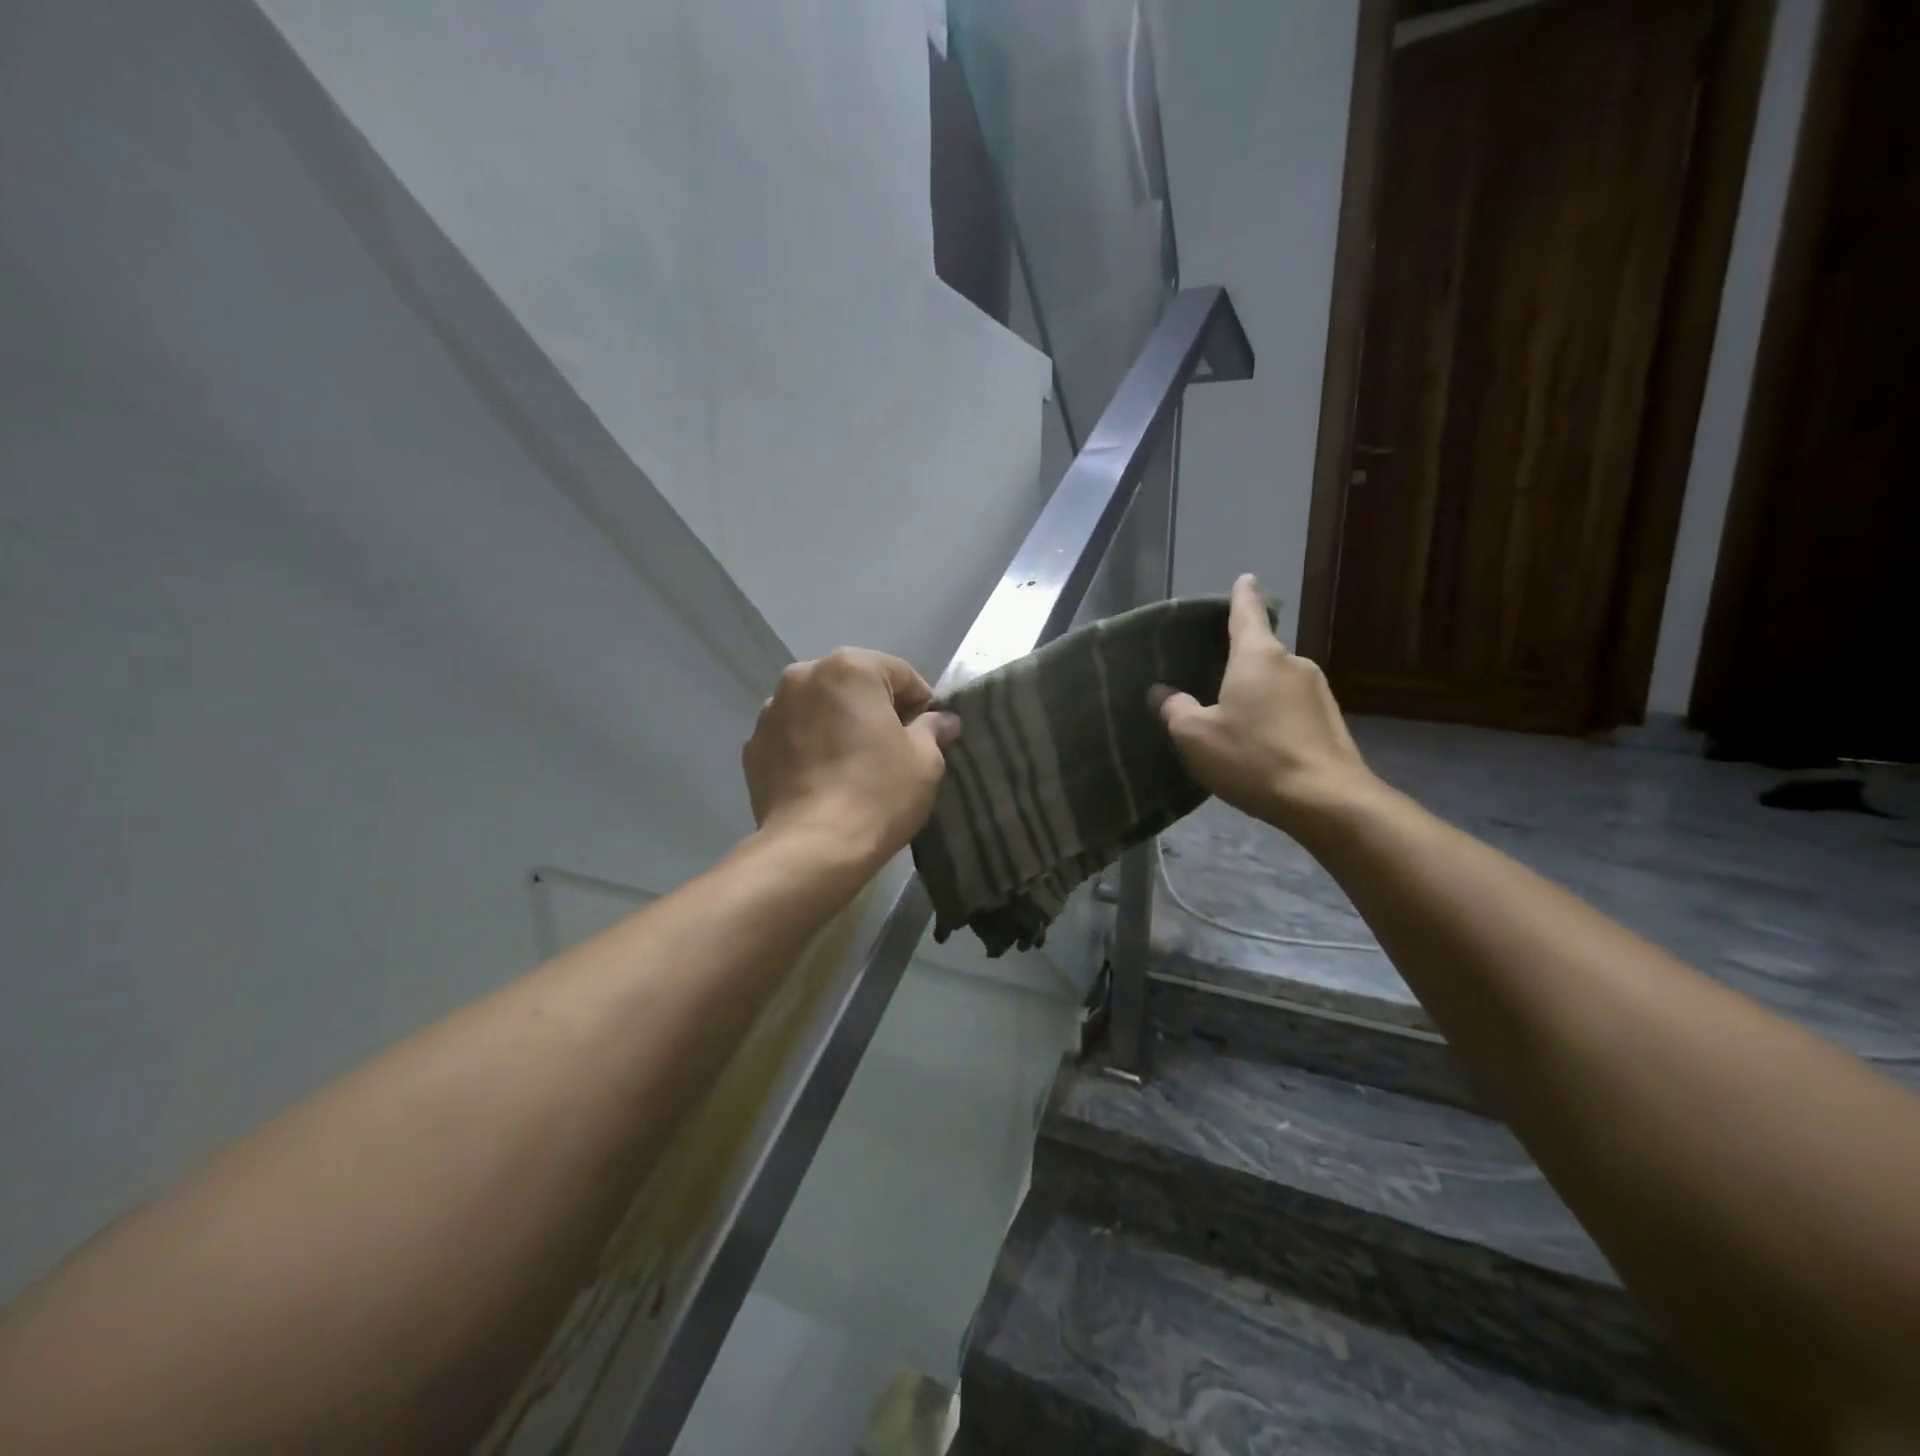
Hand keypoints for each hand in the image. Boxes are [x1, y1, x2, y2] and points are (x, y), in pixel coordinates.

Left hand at [743, 648, 960, 868]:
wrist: (813, 848)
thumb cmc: (877, 794)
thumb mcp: (925, 760)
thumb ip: (933, 728)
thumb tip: (941, 720)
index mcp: (850, 668)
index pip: (900, 674)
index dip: (922, 704)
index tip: (929, 736)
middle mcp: (803, 676)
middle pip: (854, 686)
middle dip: (874, 710)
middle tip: (892, 751)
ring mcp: (771, 711)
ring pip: (819, 709)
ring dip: (837, 726)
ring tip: (852, 766)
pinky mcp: (752, 746)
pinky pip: (793, 736)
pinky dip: (809, 747)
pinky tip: (823, 780)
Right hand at [1153, 574, 1379, 839]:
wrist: (1325, 800)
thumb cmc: (1253, 757)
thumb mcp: (1196, 736)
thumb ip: (1174, 709)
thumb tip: (1161, 692)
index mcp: (1257, 656)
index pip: (1246, 613)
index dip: (1241, 595)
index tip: (1245, 578)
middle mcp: (1292, 663)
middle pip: (1260, 652)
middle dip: (1239, 663)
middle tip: (1213, 681)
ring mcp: (1317, 691)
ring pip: (1276, 683)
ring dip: (1256, 695)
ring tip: (1235, 723)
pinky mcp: (1330, 719)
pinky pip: (1291, 707)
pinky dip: (1274, 716)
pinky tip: (1261, 744)